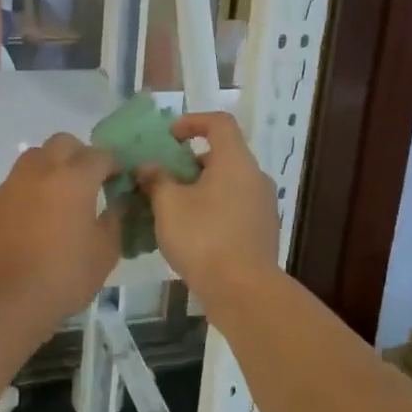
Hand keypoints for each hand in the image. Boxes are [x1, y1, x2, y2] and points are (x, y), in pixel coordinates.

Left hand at [0, 134, 120, 329]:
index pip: (99, 155)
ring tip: (58, 197)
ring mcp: (9, 187)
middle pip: (62, 143)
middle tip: (88, 180)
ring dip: (50, 168)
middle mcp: (39, 173)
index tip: (118, 180)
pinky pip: (13, 188)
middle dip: (79, 155)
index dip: (113, 165)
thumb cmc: (64, 277)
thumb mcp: (105, 253)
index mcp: (73, 180)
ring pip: (33, 159)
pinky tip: (31, 223)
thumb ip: (114, 221)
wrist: (4, 302)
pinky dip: (27, 194)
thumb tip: (117, 204)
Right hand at [137, 112, 279, 298]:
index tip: (169, 136)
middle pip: (223, 155)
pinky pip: (234, 207)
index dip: (193, 122)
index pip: (219, 123)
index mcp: (235, 161)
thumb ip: (156, 179)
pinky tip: (192, 232)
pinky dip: (213, 209)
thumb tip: (148, 167)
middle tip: (164, 178)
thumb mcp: (168, 205)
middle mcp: (255, 177)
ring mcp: (263, 206)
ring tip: (172, 208)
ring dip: (200, 188)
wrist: (243, 290)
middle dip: (190, 162)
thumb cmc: (203, 237)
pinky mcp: (262, 232)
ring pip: (228, 184)